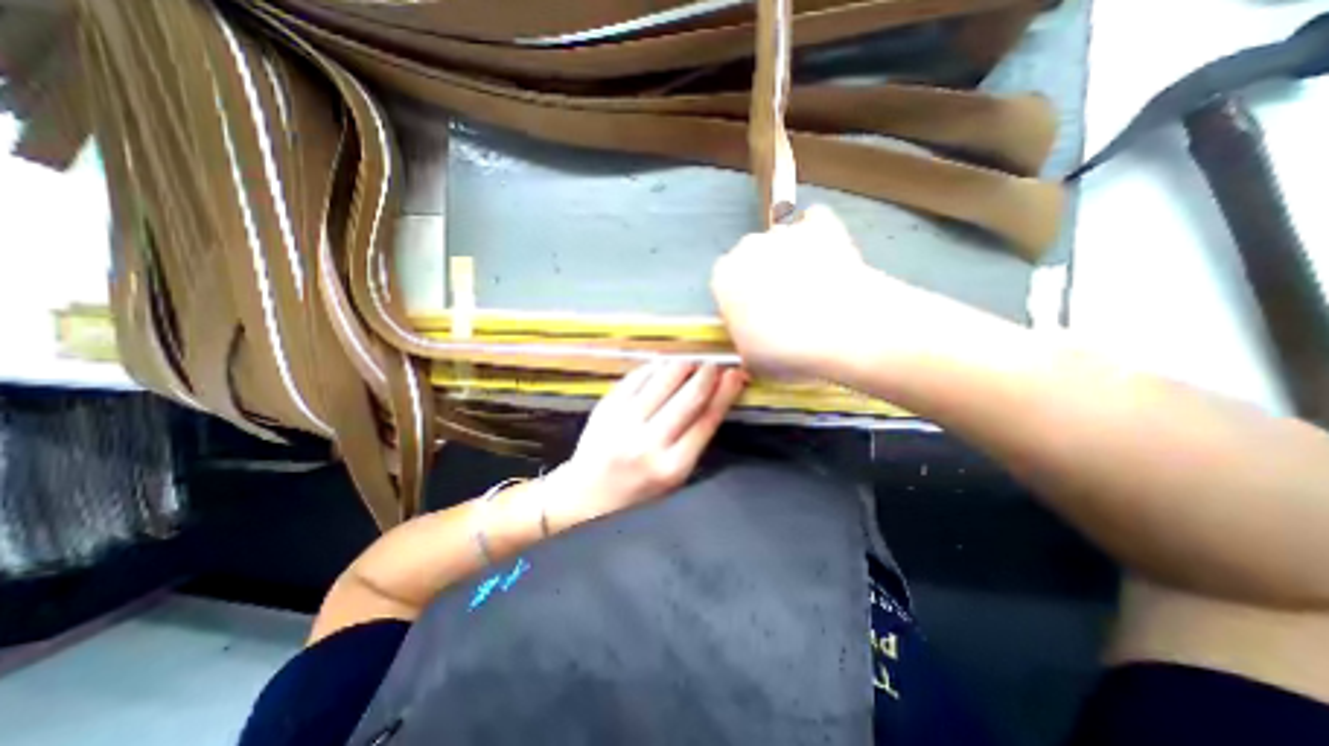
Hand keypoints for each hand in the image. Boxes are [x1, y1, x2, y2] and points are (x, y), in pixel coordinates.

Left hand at [543, 357, 745, 522]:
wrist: (588, 492)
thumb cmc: (638, 489)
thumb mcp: (674, 476)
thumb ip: (695, 439)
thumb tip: (716, 396)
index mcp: (672, 466)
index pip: (707, 420)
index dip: (725, 392)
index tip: (735, 374)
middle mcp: (649, 443)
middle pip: (689, 397)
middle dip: (707, 374)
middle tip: (714, 365)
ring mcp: (624, 422)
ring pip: (663, 380)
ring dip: (683, 365)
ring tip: (691, 362)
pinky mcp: (607, 407)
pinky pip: (637, 377)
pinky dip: (655, 367)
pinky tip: (664, 365)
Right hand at [710, 204, 879, 377]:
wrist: (842, 331)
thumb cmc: (785, 351)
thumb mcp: (751, 361)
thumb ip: (745, 342)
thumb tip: (754, 340)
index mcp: (724, 278)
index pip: (726, 287)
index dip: (741, 304)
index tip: (756, 321)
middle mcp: (748, 247)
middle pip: (752, 260)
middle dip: (764, 278)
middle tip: (786, 307)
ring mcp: (787, 232)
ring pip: (782, 244)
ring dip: (791, 260)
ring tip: (815, 288)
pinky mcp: (824, 224)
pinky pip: (815, 224)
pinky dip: (819, 237)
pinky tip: (828, 258)